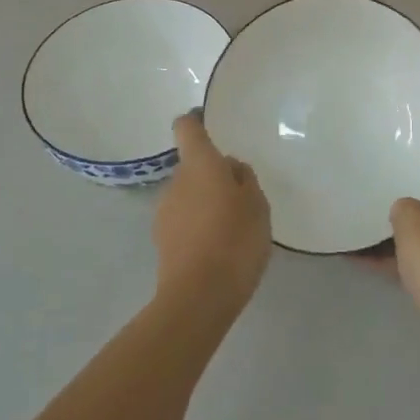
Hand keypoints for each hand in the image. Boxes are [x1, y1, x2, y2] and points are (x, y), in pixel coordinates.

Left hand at [153, 112, 270, 315]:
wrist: (198, 297)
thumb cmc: (235, 240)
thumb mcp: (257, 205)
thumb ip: (244, 180)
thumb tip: (230, 168)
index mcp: (199, 164)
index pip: (187, 128)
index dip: (196, 121)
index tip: (208, 123)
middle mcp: (176, 182)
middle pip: (192, 166)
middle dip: (212, 176)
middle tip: (241, 197)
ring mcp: (164, 212)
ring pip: (188, 195)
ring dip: (206, 203)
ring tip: (232, 229)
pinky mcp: (162, 242)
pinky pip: (184, 222)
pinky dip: (199, 227)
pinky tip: (219, 249)